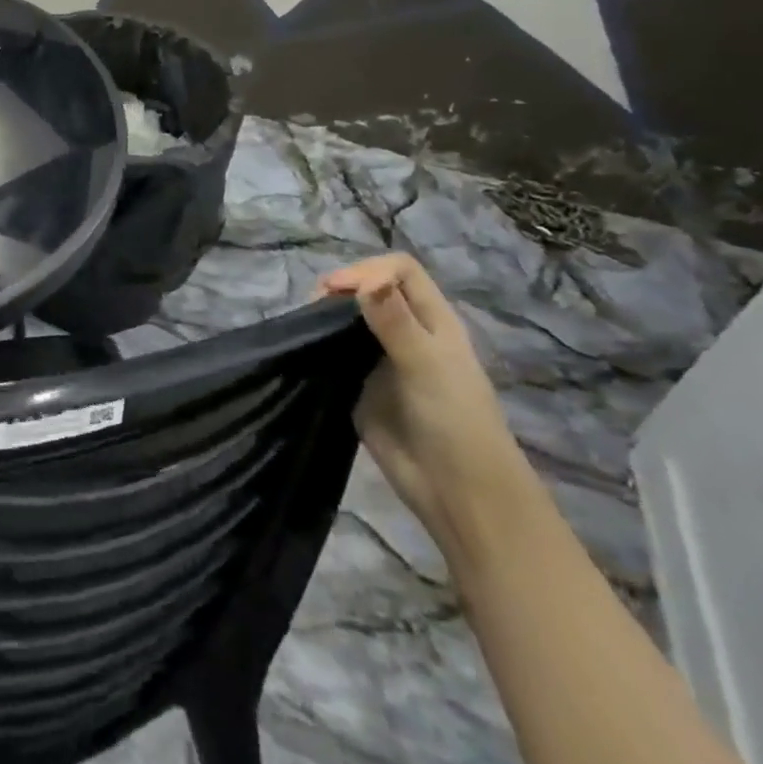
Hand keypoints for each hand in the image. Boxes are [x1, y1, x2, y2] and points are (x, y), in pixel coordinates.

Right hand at [318, 254, 533, 564]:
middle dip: (340, 288)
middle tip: (314, 306)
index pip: (400, 271)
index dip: (368, 270)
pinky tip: (304, 346)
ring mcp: (382, 358)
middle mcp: (406, 332)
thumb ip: (395, 322)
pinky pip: (336, 351)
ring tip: (305, 323)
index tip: (337, 290)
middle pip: (370, 288)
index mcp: (432, 320)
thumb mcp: (427, 366)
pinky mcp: (361, 384)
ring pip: (350, 318)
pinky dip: (319, 342)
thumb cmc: (454, 422)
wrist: (457, 493)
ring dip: (326, 313)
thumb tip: (364, 280)